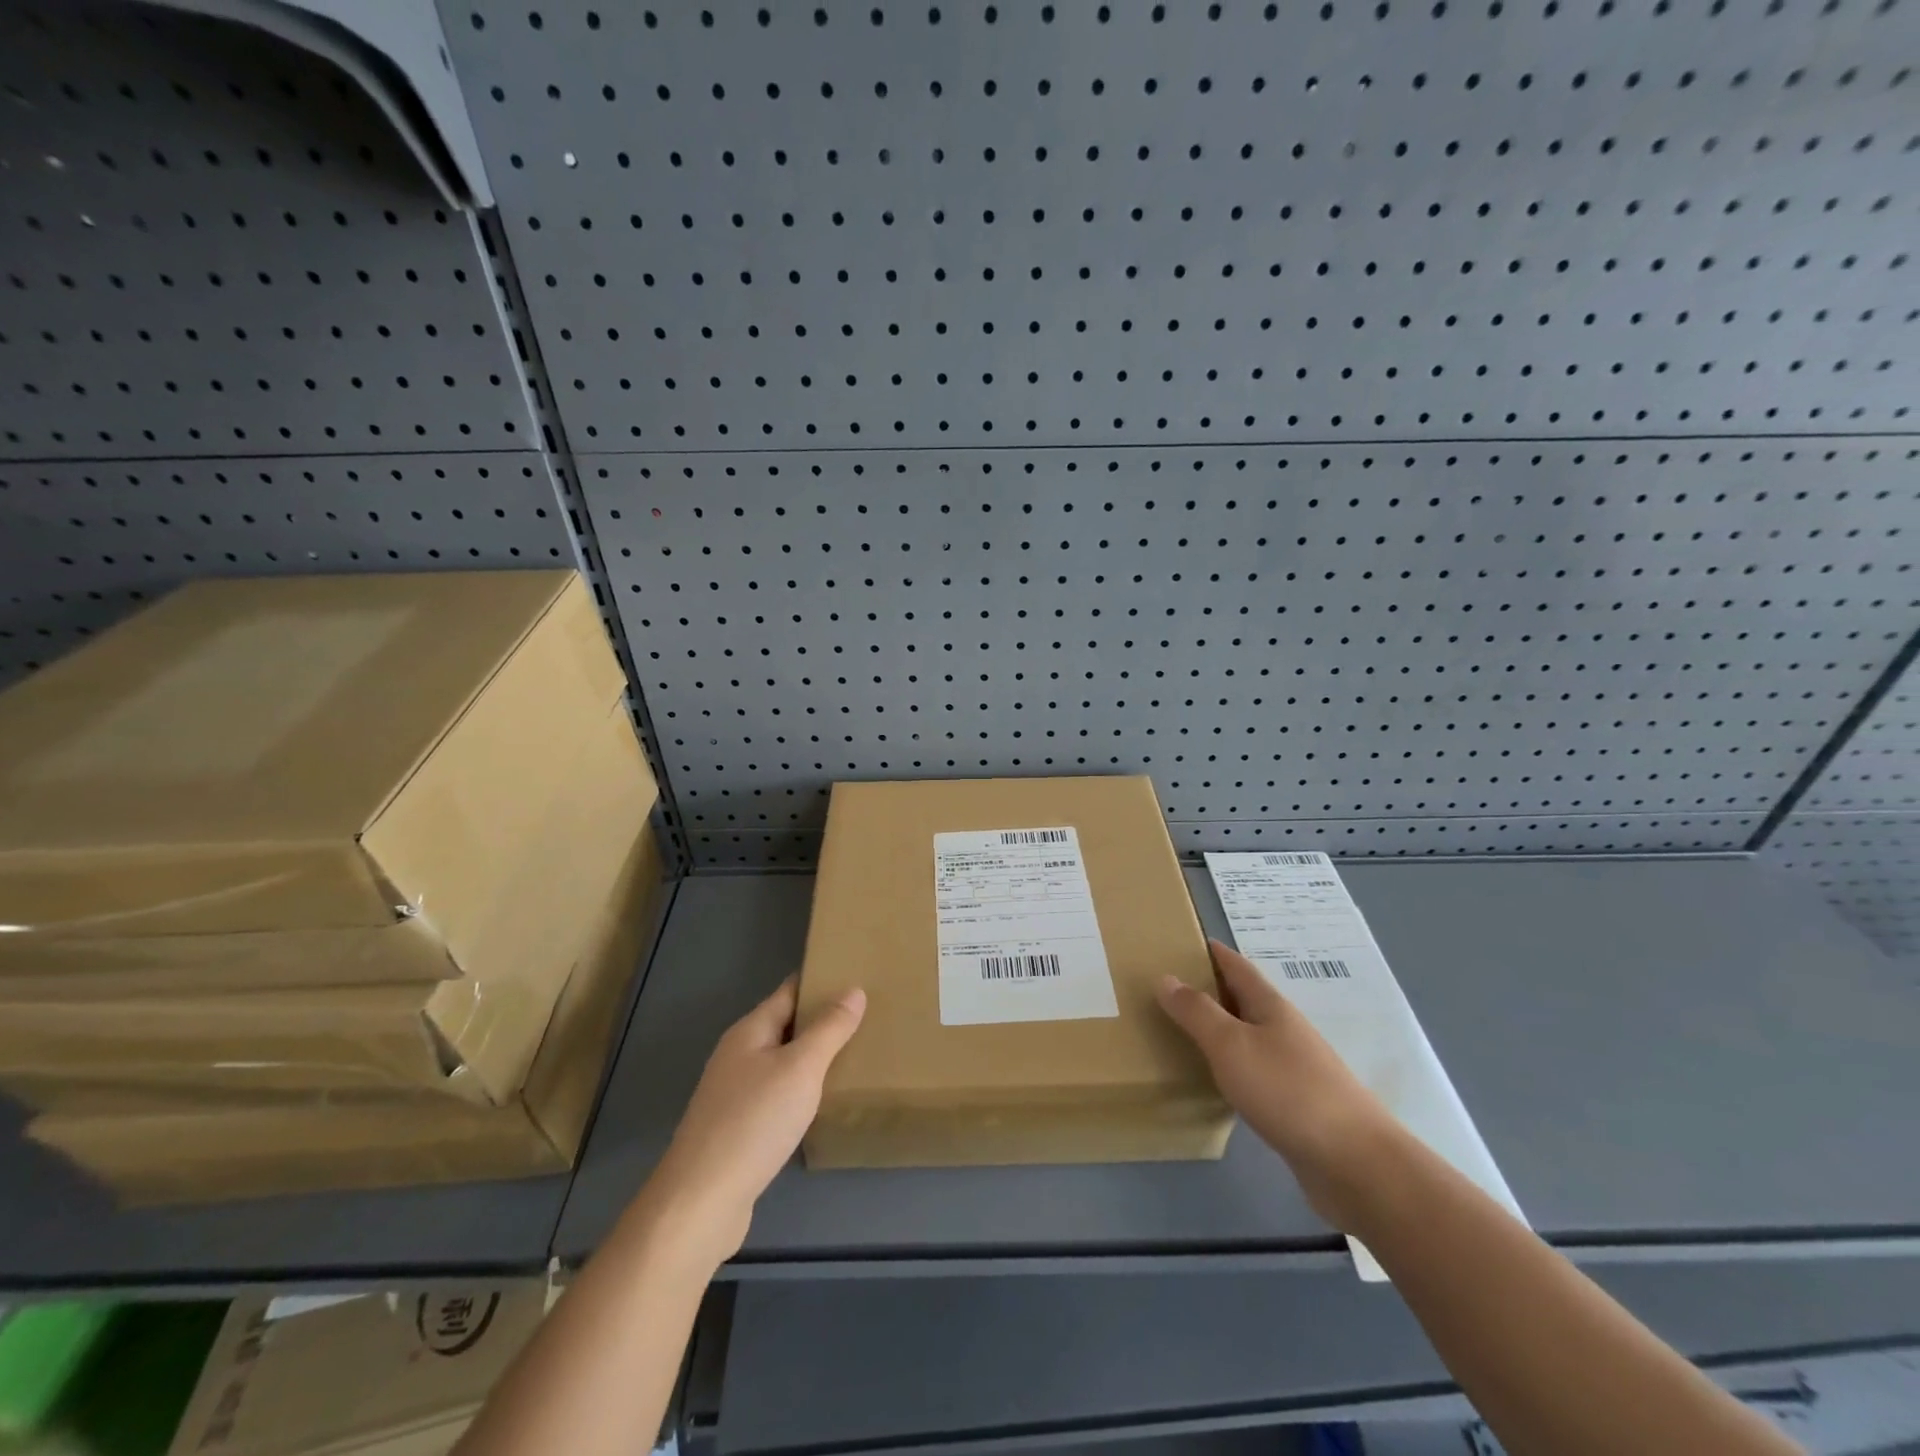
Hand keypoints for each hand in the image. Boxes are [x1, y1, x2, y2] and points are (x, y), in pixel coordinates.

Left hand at [641, 976, 865, 1265]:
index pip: (789, 992)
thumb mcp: (801, 1068)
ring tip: (854, 1056)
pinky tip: (821, 1103)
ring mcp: (733, 1094)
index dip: (819, 981)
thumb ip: (829, 1029)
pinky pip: (776, 1095)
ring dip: (812, 1057)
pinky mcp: (737, 1129)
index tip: (855, 975)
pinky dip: (801, 1091)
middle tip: (867, 1016)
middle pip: (784, 1026)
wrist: (700, 1202)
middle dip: (820, 1020)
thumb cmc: (754, 1122)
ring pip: (781, 1062)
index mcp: (749, 1032)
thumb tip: (853, 990)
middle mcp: (738, 1056)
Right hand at [1157, 939, 1401, 1230]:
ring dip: (1220, 1029)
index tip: (1182, 941)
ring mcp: (1295, 1068)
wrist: (1355, 1163)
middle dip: (1210, 990)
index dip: (1211, 952)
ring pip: (1248, 1036)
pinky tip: (1215, 1082)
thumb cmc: (1288, 1090)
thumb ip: (1196, 1012)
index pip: (1236, 966)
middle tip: (1169, 989)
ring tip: (1182, 1032)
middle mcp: (1284, 1030)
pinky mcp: (1297, 1104)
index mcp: (1270, 1007)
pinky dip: (1231, 1066)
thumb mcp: (1231, 1044)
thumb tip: (1165, 977)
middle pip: (1243, 999)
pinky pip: (1255, 1072)